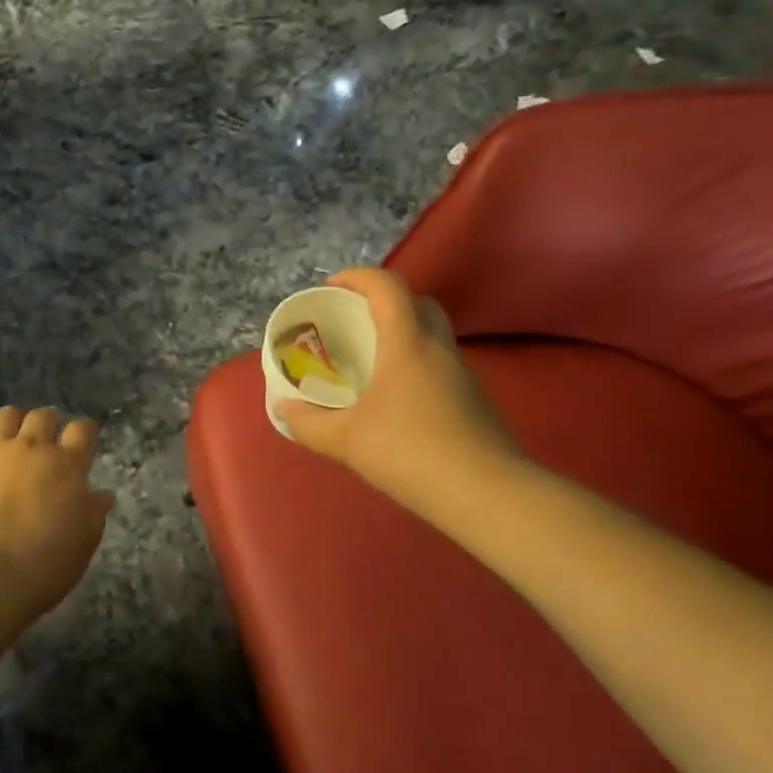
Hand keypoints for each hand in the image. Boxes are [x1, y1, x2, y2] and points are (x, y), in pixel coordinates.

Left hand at [0, 406, 114, 618]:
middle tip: (46, 441)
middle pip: (43, 416)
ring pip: (5, 416)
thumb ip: (93, 514)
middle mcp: (31, 447)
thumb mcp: (82, 545)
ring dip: (13, 423)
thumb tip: (102, 495)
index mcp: (67, 465)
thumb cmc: (43, 566)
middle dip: (48, 423)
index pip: (82, 430)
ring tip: (11, 440)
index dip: (84, 431)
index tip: (82, 440)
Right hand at [281, 268, 521, 515]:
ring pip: (431, 334)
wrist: (488, 496)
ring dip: (400, 334)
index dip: (356, 277)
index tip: (330, 288)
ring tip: (368, 361)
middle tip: (352, 323)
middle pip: (416, 303)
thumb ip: (308, 422)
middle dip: (382, 302)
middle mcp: (438, 348)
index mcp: (406, 343)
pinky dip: (414, 364)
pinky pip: (438, 364)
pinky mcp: (473, 400)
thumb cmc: (410, 453)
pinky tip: (394, 399)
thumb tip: (284, 408)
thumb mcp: (345, 440)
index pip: (387, 286)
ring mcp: (461, 374)